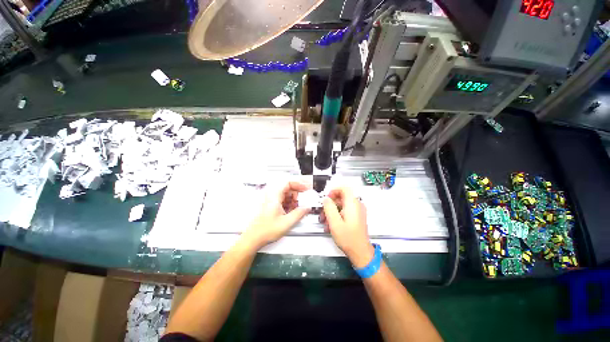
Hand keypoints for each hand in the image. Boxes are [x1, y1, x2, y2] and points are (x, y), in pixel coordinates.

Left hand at [242, 181, 310, 249]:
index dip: (299, 184)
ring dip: (294, 199)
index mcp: (274, 196)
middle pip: (288, 188)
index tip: (306, 188)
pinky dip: (289, 203)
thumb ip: (299, 213)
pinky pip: (283, 200)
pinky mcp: (271, 205)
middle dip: (298, 193)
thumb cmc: (265, 230)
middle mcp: (272, 195)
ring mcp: (271, 200)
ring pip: (286, 194)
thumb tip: (307, 207)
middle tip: (304, 199)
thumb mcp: (287, 222)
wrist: (254, 238)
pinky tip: (292, 211)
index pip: (288, 182)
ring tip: (298, 208)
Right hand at [322, 187, 373, 267]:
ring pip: (341, 205)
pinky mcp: (356, 217)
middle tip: (322, 213)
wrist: (360, 252)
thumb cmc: (348, 238)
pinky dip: (336, 216)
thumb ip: (329, 208)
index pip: (344, 188)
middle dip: (329, 204)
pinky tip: (330, 226)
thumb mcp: (335, 222)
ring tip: (324, 222)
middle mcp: (356, 205)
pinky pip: (344, 211)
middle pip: (341, 197)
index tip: (326, 199)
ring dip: (331, 212)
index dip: (333, 191)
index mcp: (353, 204)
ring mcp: (357, 211)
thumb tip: (325, 199)